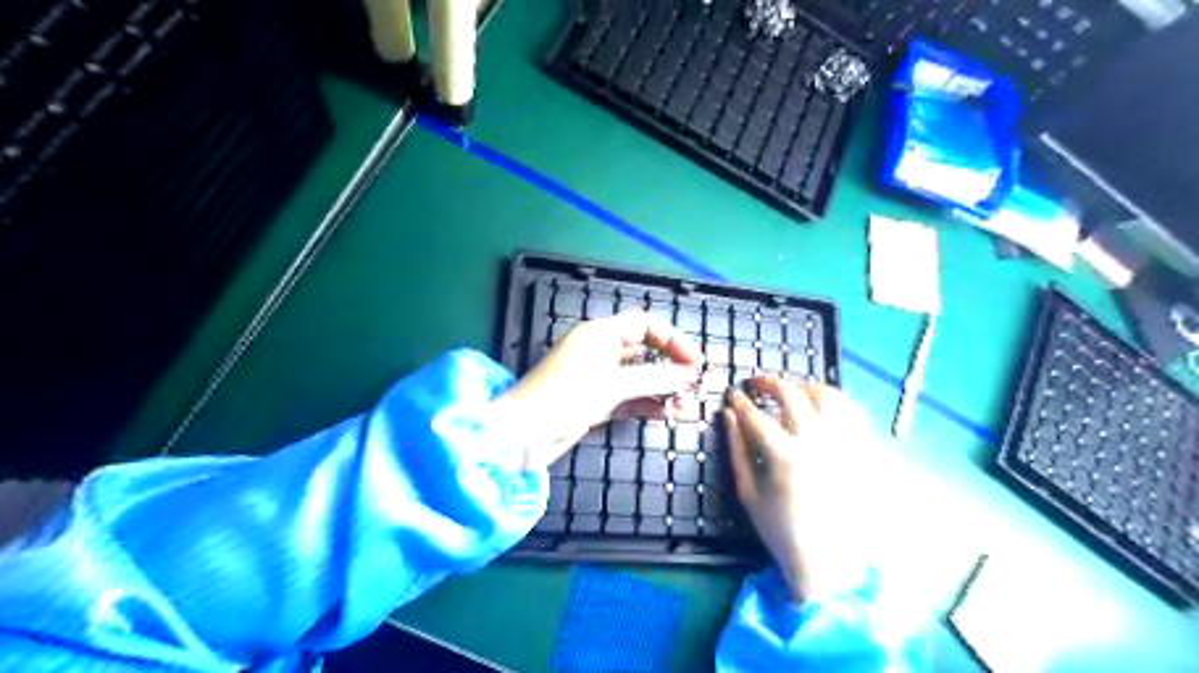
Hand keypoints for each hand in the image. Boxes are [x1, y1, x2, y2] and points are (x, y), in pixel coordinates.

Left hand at [495, 313, 704, 468]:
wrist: (522, 435)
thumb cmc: (564, 397)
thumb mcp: (613, 385)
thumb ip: (655, 378)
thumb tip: (691, 374)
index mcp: (600, 333)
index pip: (646, 325)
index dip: (674, 341)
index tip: (696, 363)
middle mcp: (601, 350)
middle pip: (646, 351)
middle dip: (672, 366)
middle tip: (696, 385)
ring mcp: (598, 377)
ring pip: (640, 377)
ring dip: (663, 389)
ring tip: (688, 405)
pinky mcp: (596, 401)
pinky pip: (630, 397)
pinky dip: (648, 404)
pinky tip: (669, 415)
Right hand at [725, 378, 877, 604]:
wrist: (829, 562)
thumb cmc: (781, 530)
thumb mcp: (748, 492)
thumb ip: (737, 448)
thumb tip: (728, 415)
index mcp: (784, 457)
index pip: (757, 416)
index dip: (741, 401)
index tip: (734, 395)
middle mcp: (817, 444)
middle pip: (792, 396)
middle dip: (770, 383)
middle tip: (757, 384)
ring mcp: (843, 445)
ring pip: (827, 396)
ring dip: (803, 386)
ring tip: (790, 389)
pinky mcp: (860, 451)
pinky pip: (851, 412)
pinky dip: (833, 400)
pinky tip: (819, 404)